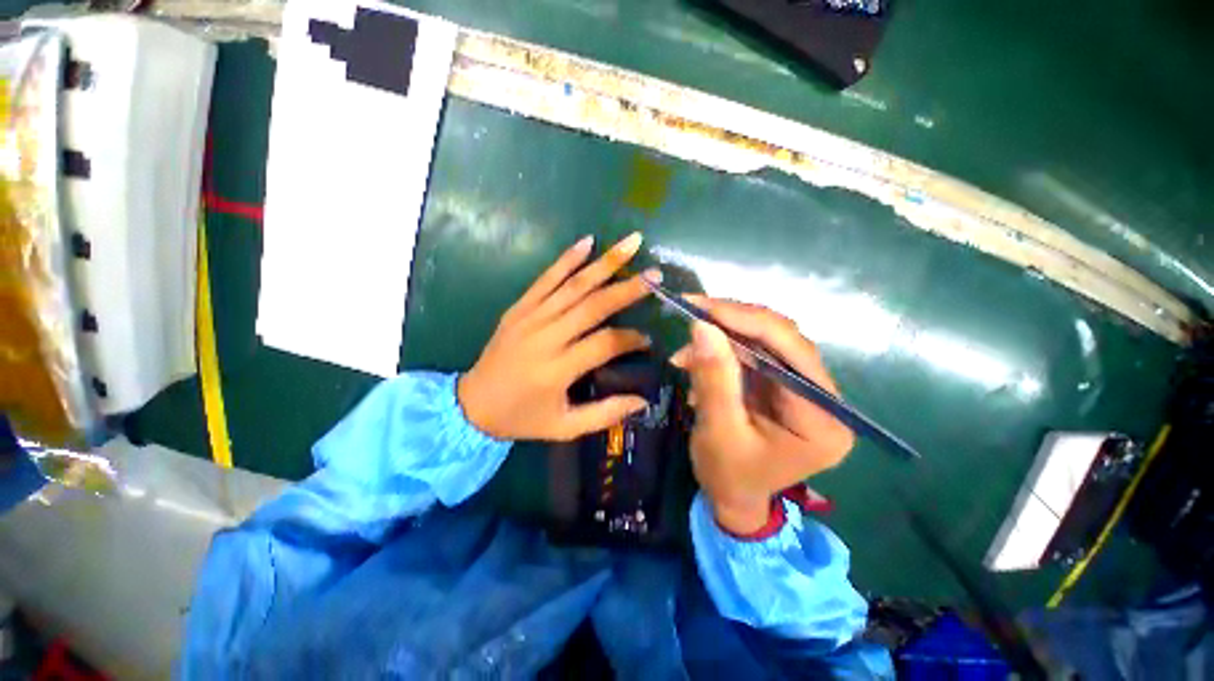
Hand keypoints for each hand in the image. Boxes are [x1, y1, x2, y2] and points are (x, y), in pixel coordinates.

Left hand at [458, 233, 658, 441]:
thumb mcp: (564, 427)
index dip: (631, 339)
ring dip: (605, 262)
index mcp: (557, 369)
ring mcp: (530, 317)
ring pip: (573, 285)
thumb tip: (642, 401)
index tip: (648, 339)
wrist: (472, 404)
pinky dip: (567, 258)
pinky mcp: (519, 307)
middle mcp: (545, 337)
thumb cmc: (522, 418)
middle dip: (628, 288)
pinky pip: (546, 278)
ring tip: (632, 243)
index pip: (605, 344)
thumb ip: (605, 414)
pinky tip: (588, 241)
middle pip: (593, 305)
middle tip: (655, 275)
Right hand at [671, 298, 854, 534]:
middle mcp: (824, 398)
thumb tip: (702, 325)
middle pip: (782, 340)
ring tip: (685, 352)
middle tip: (691, 312)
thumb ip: (714, 378)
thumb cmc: (728, 475)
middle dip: (732, 324)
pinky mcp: (782, 384)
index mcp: (823, 419)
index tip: (703, 308)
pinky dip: (722, 350)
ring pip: (765, 341)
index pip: (792, 353)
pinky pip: (753, 353)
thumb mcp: (718, 430)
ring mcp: (803, 388)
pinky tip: (695, 360)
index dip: (747, 321)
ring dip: (722, 337)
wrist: (732, 497)